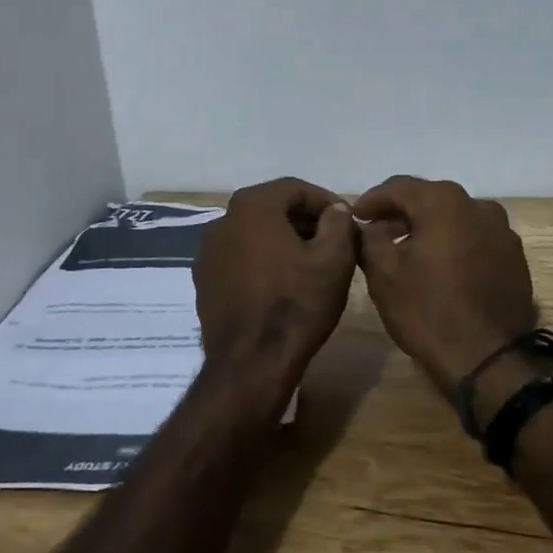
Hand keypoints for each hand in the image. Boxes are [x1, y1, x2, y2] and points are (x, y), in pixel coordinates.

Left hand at [193, 177, 357, 411]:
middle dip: (305, 220)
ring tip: (311, 264)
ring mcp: (208, 251)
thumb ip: (338, 223)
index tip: (347, 222)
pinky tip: (282, 284)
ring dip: (283, 240)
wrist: (251, 364)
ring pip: (255, 233)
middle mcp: (223, 220)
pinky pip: (240, 258)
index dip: (326, 201)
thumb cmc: (297, 305)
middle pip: (272, 208)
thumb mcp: (334, 259)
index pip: (296, 188)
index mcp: (253, 206)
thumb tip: (335, 209)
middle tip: (333, 242)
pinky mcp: (204, 280)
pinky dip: (262, 261)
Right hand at [354, 176, 537, 392]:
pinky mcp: (514, 256)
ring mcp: (502, 230)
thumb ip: (369, 238)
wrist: (490, 360)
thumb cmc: (428, 311)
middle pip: (429, 198)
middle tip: (376, 231)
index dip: (372, 200)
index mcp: (444, 202)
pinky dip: (453, 242)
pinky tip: (439, 265)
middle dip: (400, 212)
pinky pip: (474, 237)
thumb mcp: (384, 274)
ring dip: (428, 226)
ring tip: (406, 249)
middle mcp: (478, 205)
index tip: (354, 216)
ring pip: (455, 217)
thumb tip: (367, 225)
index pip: (398, 187)